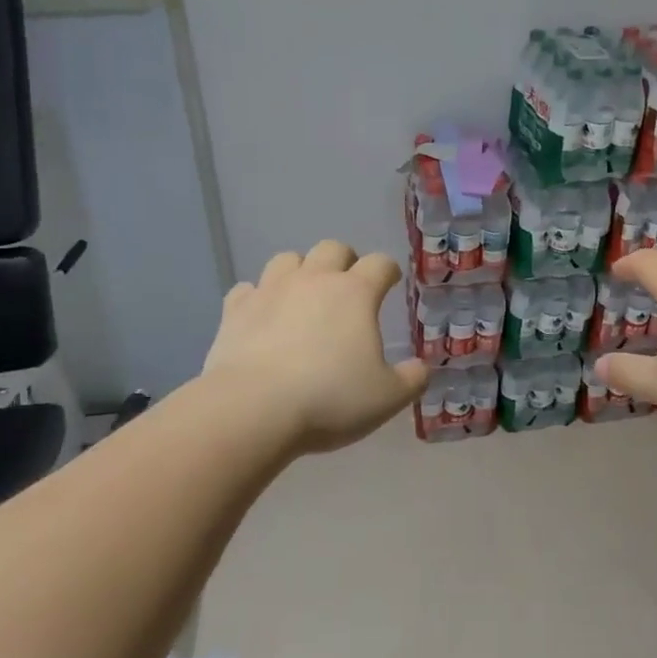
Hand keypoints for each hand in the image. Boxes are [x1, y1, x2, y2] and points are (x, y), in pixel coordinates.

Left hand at [202, 240, 428, 454]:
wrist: (253, 409)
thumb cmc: (330, 399)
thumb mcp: (386, 398)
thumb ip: (410, 380)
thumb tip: (421, 369)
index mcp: (356, 293)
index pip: (380, 264)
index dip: (388, 271)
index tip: (390, 283)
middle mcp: (314, 280)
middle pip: (332, 248)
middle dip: (344, 261)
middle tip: (347, 287)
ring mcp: (271, 290)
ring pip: (288, 259)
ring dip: (300, 271)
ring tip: (303, 297)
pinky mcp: (235, 310)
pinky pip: (247, 290)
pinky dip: (258, 298)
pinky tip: (262, 317)